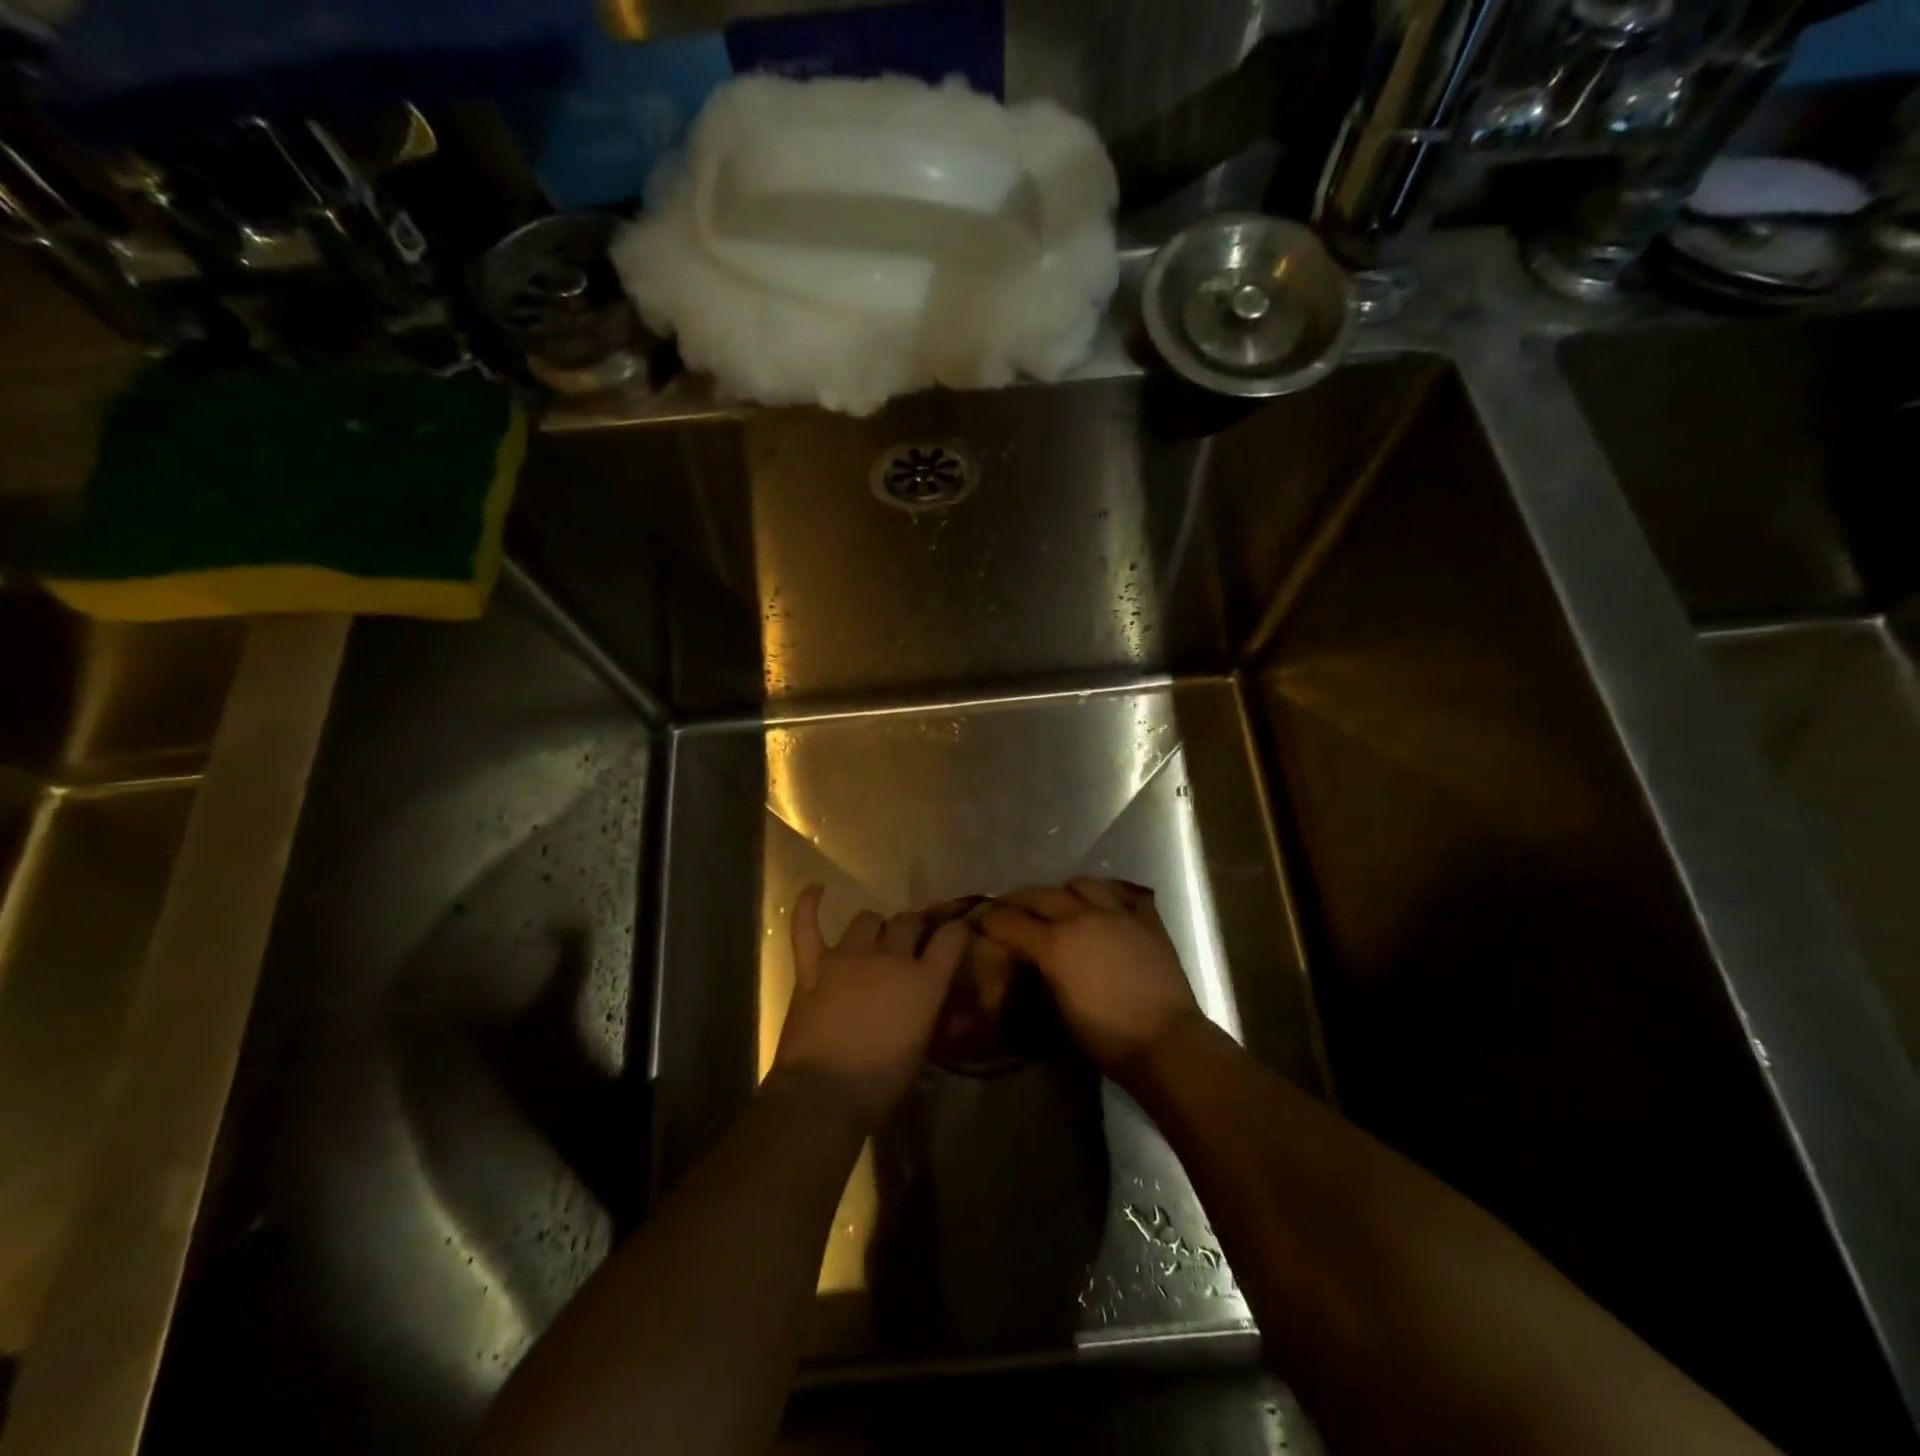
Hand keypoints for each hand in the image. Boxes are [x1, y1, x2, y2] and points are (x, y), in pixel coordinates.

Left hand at [772, 887, 967, 1127]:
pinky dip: (809, 905)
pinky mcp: (813, 965)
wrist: (824, 1095)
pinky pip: (807, 926)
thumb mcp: (921, 1047)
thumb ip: (927, 1011)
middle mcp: (891, 958)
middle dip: (912, 928)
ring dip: (874, 927)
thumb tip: (925, 999)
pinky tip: (816, 890)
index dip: (956, 931)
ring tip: (872, 940)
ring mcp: (849, 957)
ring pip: (867, 919)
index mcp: (925, 981)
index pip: (952, 937)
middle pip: (908, 921)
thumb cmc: (881, 1084)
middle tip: (909, 943)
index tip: (956, 934)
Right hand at [978, 878, 1201, 1080]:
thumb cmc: (1105, 1037)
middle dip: (1020, 900)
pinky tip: (1103, 905)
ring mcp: (1117, 913)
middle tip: (1012, 909)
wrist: (1165, 1042)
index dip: (992, 919)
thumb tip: (1030, 958)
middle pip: (1041, 895)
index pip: (1011, 921)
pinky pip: (1122, 893)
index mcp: (1055, 943)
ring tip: (1061, 902)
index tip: (982, 919)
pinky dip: (1107, 895)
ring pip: (1082, 885)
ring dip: (1064, 892)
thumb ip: (1040, 972)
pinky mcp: (1146, 919)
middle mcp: (1081, 917)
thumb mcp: (1058, 1008)